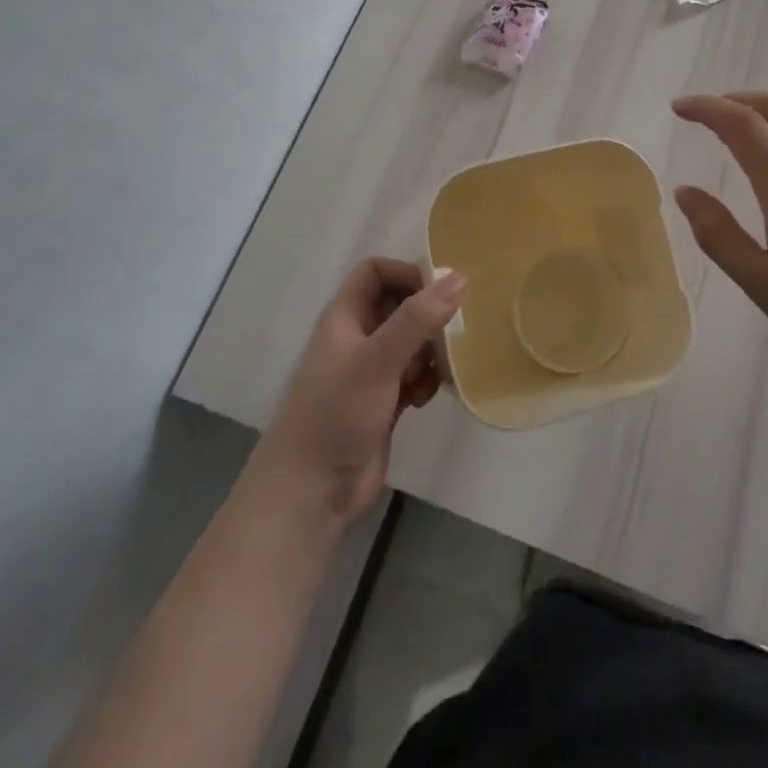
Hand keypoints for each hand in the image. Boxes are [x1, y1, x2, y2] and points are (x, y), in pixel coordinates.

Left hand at [248, 260, 463, 528]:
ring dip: (430, 350)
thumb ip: (416, 320)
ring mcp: (369, 374)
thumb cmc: (335, 416)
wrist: (309, 494)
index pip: (375, 273)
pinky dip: (425, 380)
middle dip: (427, 314)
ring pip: (409, 343)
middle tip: (455, 329)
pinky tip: (428, 398)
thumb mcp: (376, 361)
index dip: (406, 273)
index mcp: (344, 319)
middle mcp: (356, 339)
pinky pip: (412, 377)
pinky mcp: (382, 405)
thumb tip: (458, 277)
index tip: (440, 292)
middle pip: (398, 306)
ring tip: (443, 368)